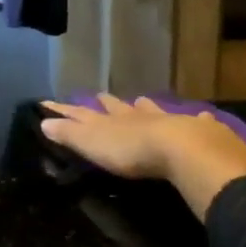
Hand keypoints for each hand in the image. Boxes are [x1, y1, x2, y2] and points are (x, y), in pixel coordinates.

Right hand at [39, 95, 245, 219]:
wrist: (182, 150)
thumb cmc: (131, 151)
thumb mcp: (93, 144)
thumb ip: (69, 133)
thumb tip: (43, 121)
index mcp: (111, 121)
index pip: (82, 113)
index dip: (66, 110)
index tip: (50, 102)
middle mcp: (137, 116)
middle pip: (119, 108)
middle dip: (109, 103)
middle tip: (101, 96)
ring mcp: (167, 121)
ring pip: (152, 111)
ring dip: (145, 107)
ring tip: (141, 100)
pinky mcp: (196, 131)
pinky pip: (195, 122)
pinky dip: (197, 120)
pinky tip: (202, 116)